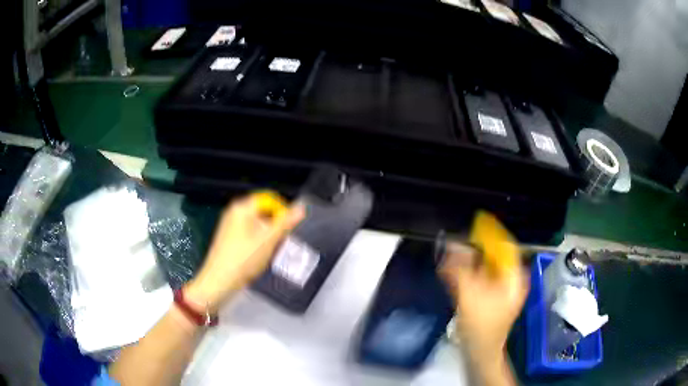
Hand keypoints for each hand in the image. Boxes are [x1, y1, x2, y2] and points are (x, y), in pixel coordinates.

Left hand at [185, 194, 304, 312]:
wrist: (219, 281)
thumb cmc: (243, 259)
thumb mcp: (269, 240)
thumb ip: (286, 222)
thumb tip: (301, 207)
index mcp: (242, 207)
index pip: (269, 199)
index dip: (283, 211)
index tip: (290, 227)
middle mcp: (234, 212)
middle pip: (263, 211)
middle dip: (275, 225)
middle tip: (282, 241)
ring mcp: (229, 225)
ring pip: (257, 224)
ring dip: (268, 235)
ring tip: (272, 250)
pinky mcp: (228, 238)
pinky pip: (249, 233)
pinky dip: (258, 241)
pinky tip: (260, 255)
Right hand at [439, 243, 528, 361]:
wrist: (479, 353)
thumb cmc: (481, 327)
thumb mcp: (470, 296)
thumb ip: (460, 269)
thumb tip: (451, 244)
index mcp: (514, 278)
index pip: (505, 247)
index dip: (490, 235)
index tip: (471, 229)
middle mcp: (510, 281)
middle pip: (494, 257)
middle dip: (474, 251)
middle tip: (455, 245)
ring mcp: (501, 291)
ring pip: (485, 269)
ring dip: (468, 263)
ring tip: (449, 258)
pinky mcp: (490, 299)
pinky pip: (480, 280)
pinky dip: (467, 275)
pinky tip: (452, 273)